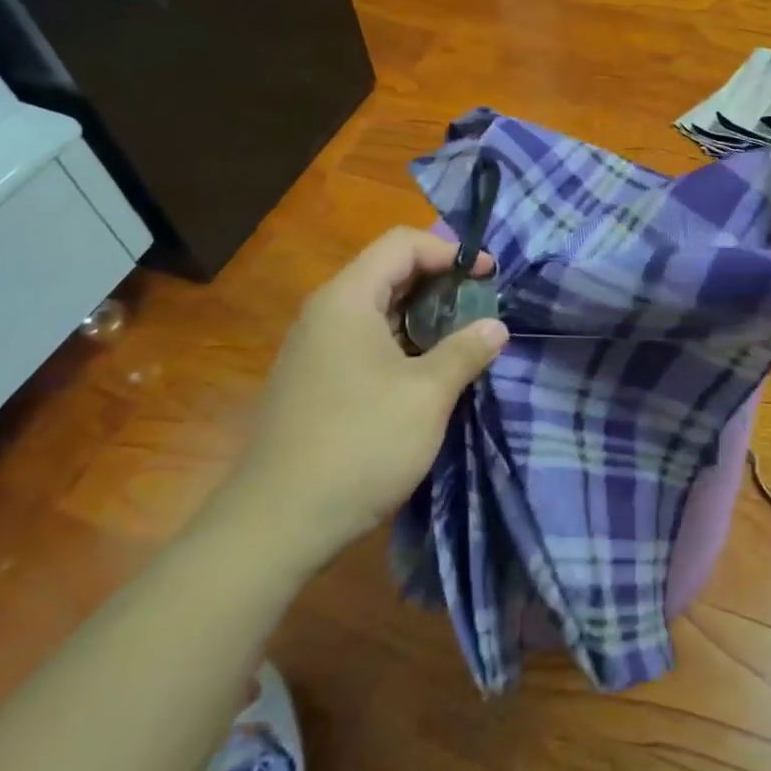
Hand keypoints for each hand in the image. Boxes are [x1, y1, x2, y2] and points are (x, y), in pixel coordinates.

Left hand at [211, 228, 507, 573]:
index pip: (402, 244)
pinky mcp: (313, 381)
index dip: (450, 251)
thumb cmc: (358, 444)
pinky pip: (364, 341)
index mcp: (347, 299)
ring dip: (424, 316)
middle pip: (389, 272)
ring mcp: (314, 349)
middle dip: (441, 282)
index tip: (490, 276)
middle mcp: (325, 313)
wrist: (275, 525)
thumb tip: (496, 327)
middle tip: (481, 308)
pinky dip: (402, 343)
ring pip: (378, 309)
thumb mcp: (427, 395)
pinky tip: (426, 374)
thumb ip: (466, 351)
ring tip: (463, 340)